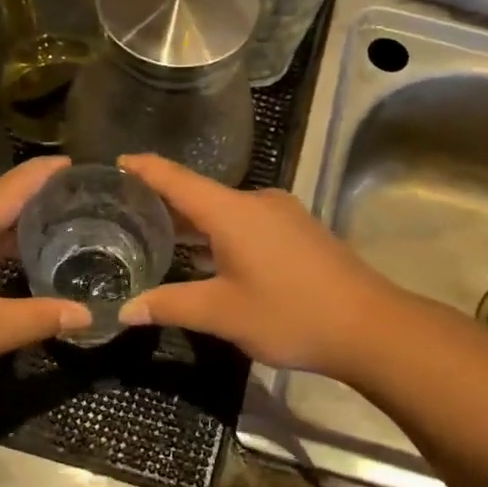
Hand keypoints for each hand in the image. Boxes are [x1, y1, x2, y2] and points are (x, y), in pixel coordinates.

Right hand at [115, 154, 397, 376]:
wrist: (370, 326)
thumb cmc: (289, 314)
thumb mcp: (222, 314)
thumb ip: (170, 306)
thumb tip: (124, 311)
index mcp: (232, 211)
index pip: (177, 180)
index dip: (145, 169)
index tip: (117, 161)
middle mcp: (257, 201)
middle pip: (201, 194)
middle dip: (165, 203)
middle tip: (126, 213)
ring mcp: (283, 214)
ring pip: (226, 211)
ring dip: (195, 222)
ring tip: (160, 236)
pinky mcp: (299, 231)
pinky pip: (248, 222)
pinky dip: (221, 233)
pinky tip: (209, 255)